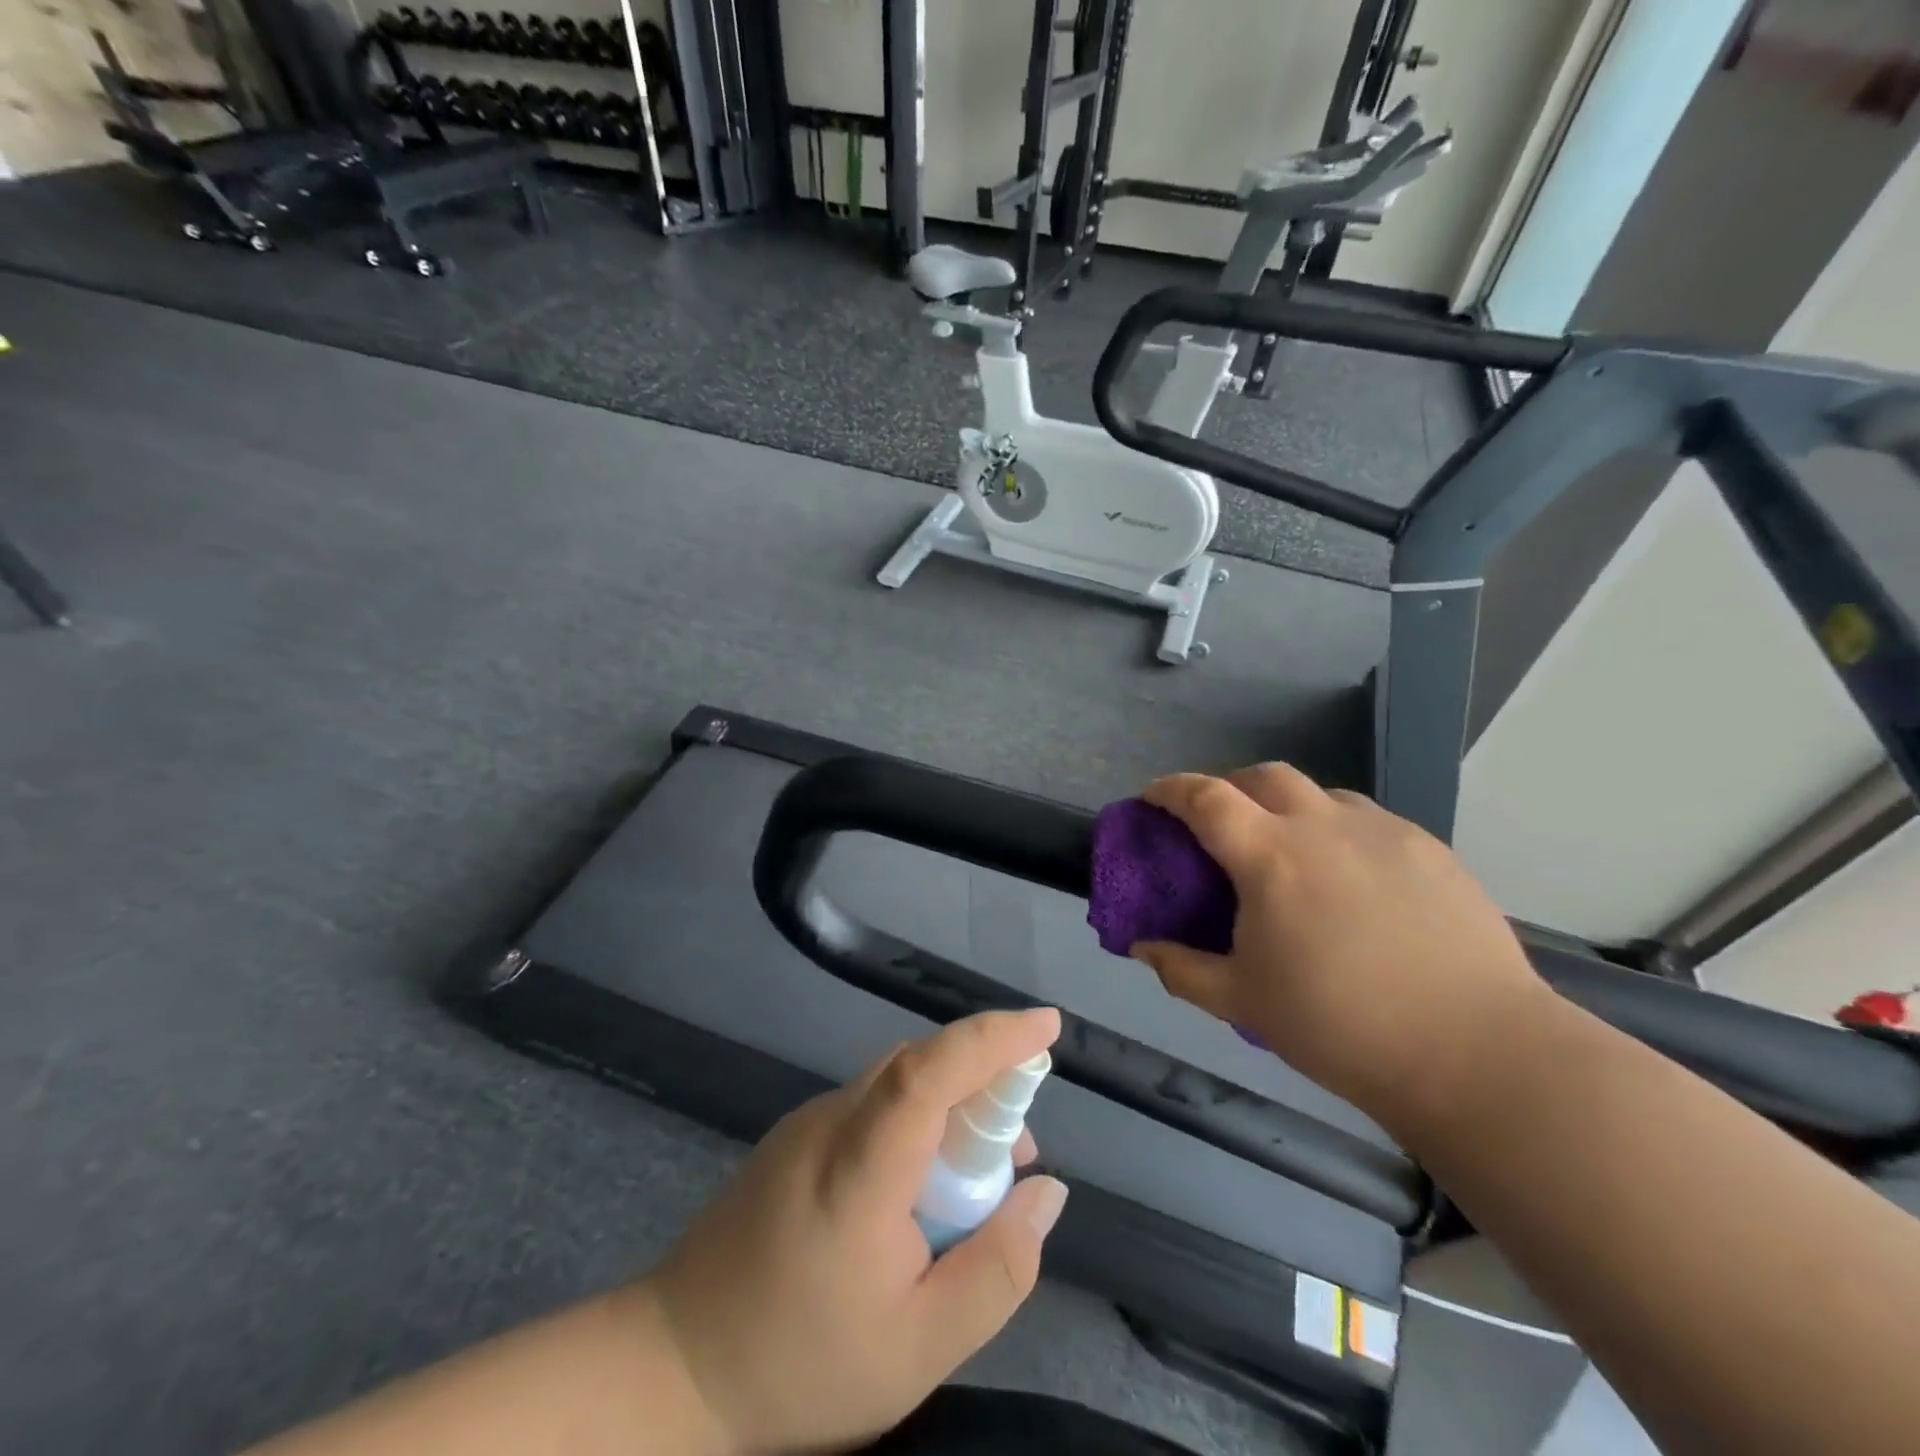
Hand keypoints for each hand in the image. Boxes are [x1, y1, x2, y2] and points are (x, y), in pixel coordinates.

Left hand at [645, 1009, 1067, 1454]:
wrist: (674, 1364)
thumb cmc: (802, 1362)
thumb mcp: (921, 1346)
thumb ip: (998, 1268)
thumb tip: (1047, 1192)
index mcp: (859, 1167)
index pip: (930, 1071)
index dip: (992, 1038)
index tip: (1047, 1025)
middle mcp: (832, 1122)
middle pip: (921, 1065)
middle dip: (986, 1079)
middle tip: (1022, 1147)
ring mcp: (807, 1122)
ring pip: (898, 1082)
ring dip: (951, 1104)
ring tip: (980, 1177)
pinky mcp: (794, 1135)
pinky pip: (873, 1103)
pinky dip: (916, 1120)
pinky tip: (921, 1186)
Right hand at [1132, 766, 1545, 1133]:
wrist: (1476, 1053)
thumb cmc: (1340, 1026)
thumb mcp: (1243, 1001)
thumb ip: (1181, 969)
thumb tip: (1142, 947)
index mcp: (1270, 856)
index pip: (1205, 797)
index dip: (1170, 789)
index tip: (1153, 798)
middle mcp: (1323, 826)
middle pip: (1264, 776)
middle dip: (1230, 786)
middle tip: (1221, 823)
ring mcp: (1383, 832)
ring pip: (1321, 794)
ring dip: (1290, 807)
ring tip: (1290, 852)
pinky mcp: (1430, 850)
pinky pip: (1369, 821)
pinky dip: (1339, 831)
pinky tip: (1351, 879)